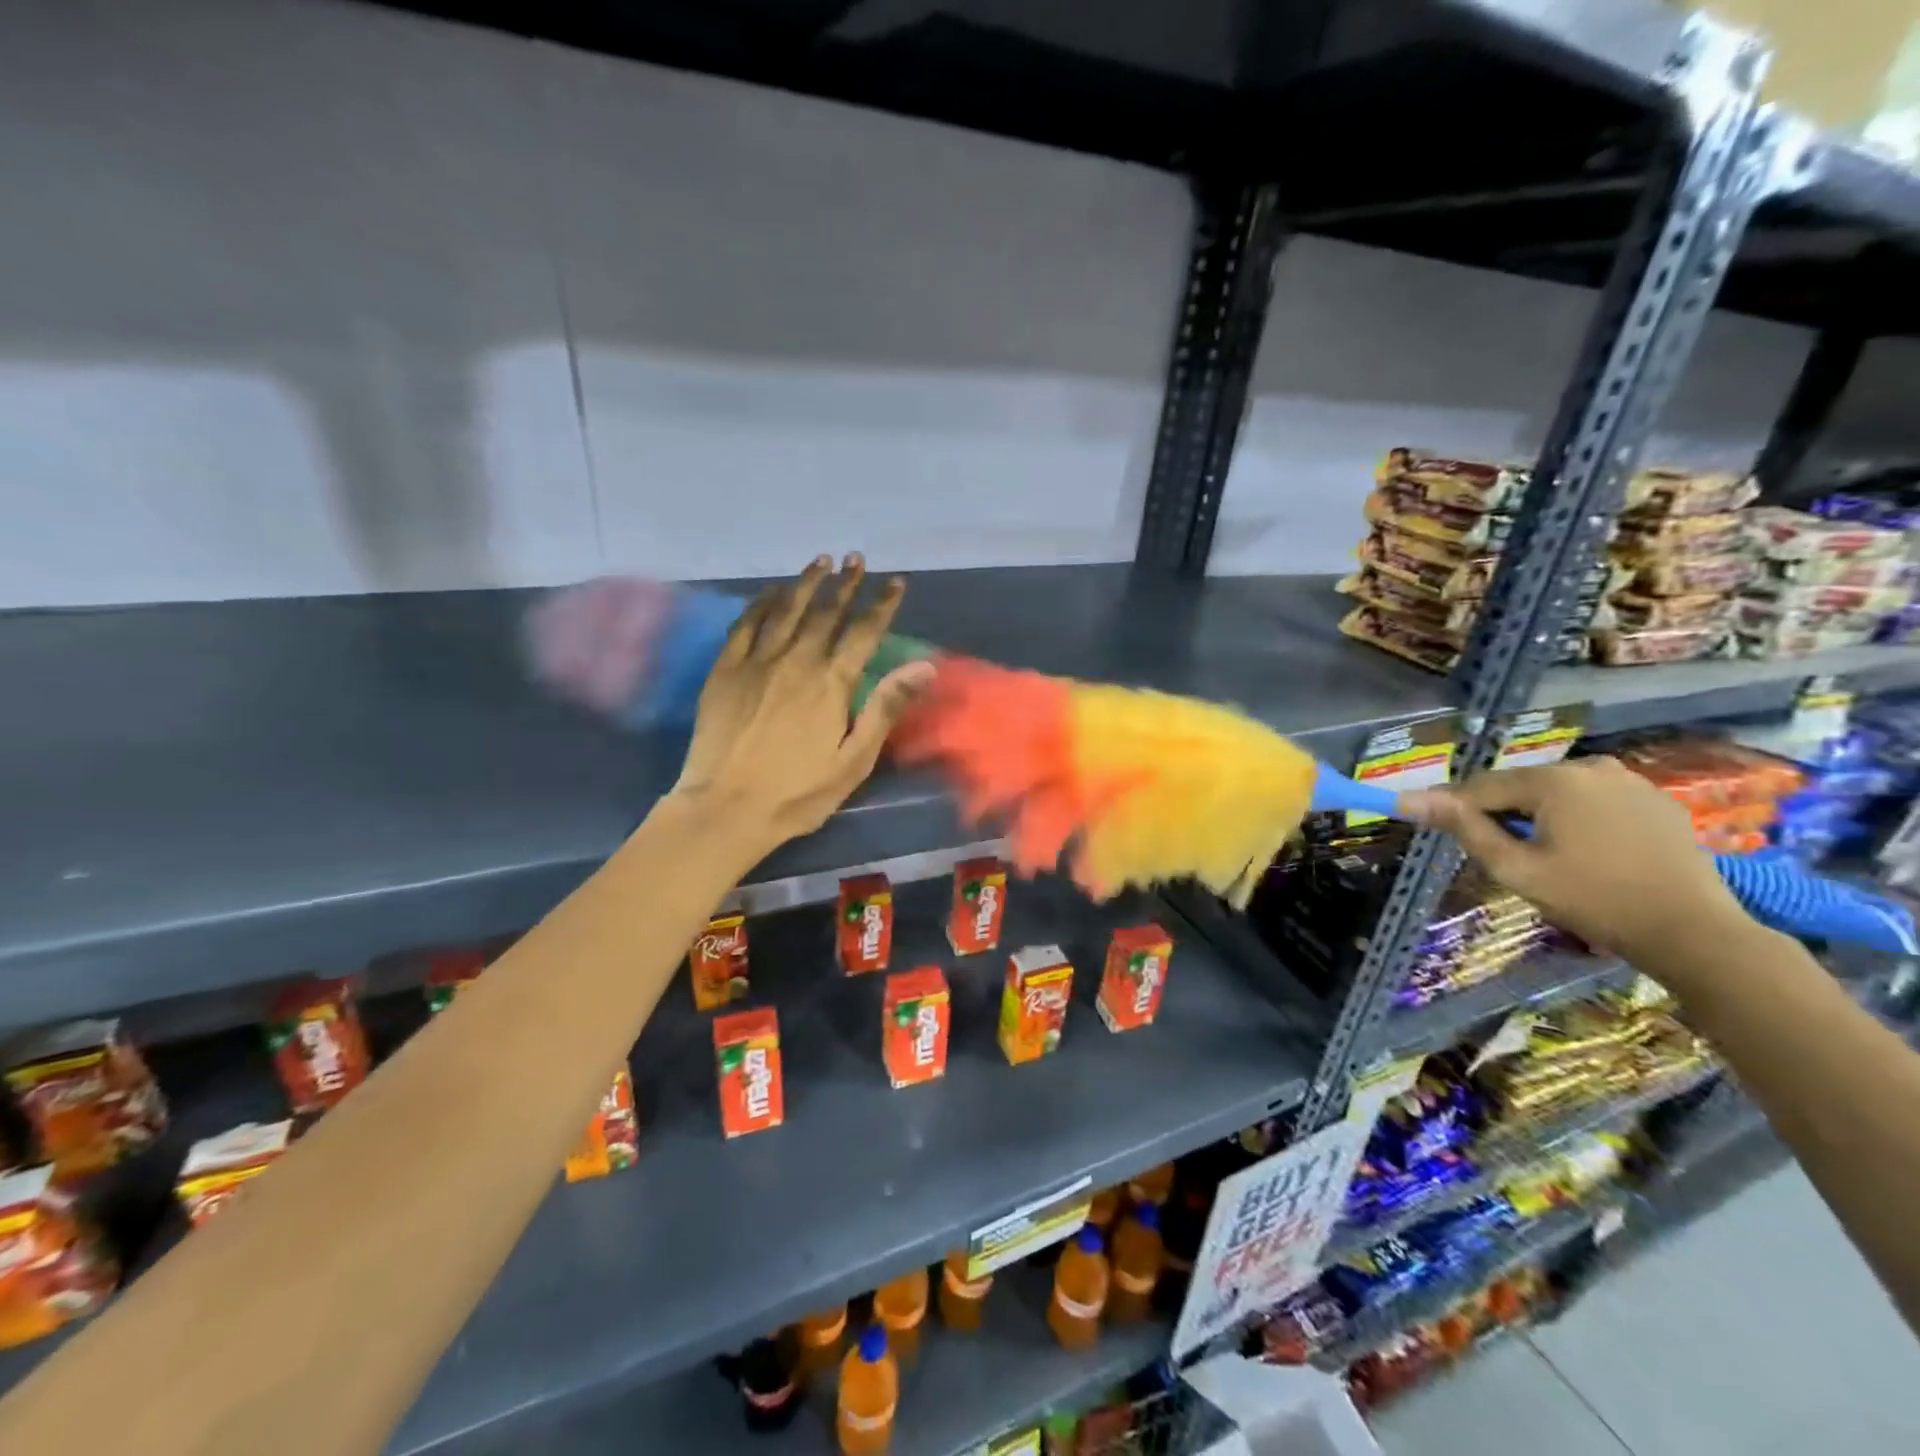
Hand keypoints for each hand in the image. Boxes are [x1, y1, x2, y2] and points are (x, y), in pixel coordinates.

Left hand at [669, 554, 933, 857]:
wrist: (726, 808)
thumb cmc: (799, 792)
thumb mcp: (854, 759)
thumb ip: (885, 707)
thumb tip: (924, 666)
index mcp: (831, 683)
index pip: (864, 632)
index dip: (881, 605)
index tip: (895, 582)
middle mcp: (796, 661)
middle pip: (826, 613)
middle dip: (846, 584)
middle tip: (857, 559)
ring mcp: (757, 662)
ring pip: (786, 610)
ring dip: (806, 583)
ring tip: (821, 560)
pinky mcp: (725, 671)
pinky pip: (745, 625)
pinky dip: (760, 603)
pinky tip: (770, 591)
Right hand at [1403, 758, 1754, 969]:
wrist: (1694, 932)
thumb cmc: (1594, 900)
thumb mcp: (1516, 868)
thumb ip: (1463, 828)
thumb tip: (1407, 800)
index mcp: (1553, 780)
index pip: (1480, 787)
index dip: (1455, 810)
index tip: (1442, 835)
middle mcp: (1589, 766)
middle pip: (1519, 786)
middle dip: (1501, 814)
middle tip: (1502, 856)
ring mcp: (1628, 780)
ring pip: (1555, 792)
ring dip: (1537, 816)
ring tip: (1544, 856)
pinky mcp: (1654, 799)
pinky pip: (1592, 800)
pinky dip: (1575, 819)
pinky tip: (1585, 852)